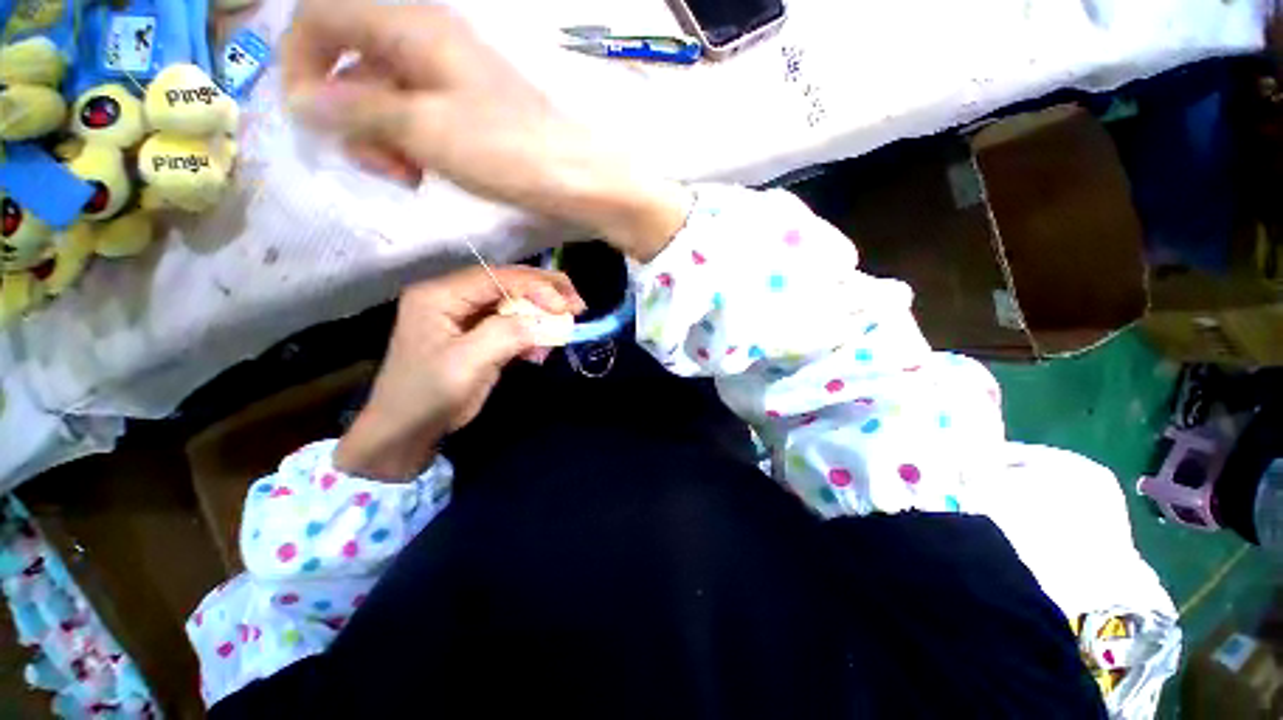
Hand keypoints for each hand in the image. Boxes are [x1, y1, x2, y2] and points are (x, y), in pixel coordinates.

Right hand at [281, 0, 690, 260]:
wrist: (579, 179)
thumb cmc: (509, 151)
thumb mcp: (425, 129)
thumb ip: (359, 110)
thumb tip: (302, 103)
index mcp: (412, 29)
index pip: (323, 17)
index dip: (299, 61)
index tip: (307, 119)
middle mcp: (427, 45)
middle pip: (353, 63)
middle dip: (348, 115)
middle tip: (380, 166)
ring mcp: (451, 82)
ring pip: (386, 98)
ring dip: (380, 138)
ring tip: (408, 177)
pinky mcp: (470, 115)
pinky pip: (419, 120)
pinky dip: (410, 146)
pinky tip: (425, 174)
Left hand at [334, 266, 584, 479]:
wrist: (406, 430)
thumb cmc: (428, 396)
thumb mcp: (467, 365)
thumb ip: (505, 335)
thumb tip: (545, 320)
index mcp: (440, 295)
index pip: (496, 277)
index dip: (536, 287)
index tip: (567, 307)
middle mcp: (453, 297)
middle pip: (507, 283)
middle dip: (545, 292)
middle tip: (577, 304)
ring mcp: (465, 315)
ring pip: (514, 303)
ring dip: (542, 314)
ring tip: (566, 325)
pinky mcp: (477, 333)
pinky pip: (511, 323)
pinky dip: (532, 333)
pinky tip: (543, 349)